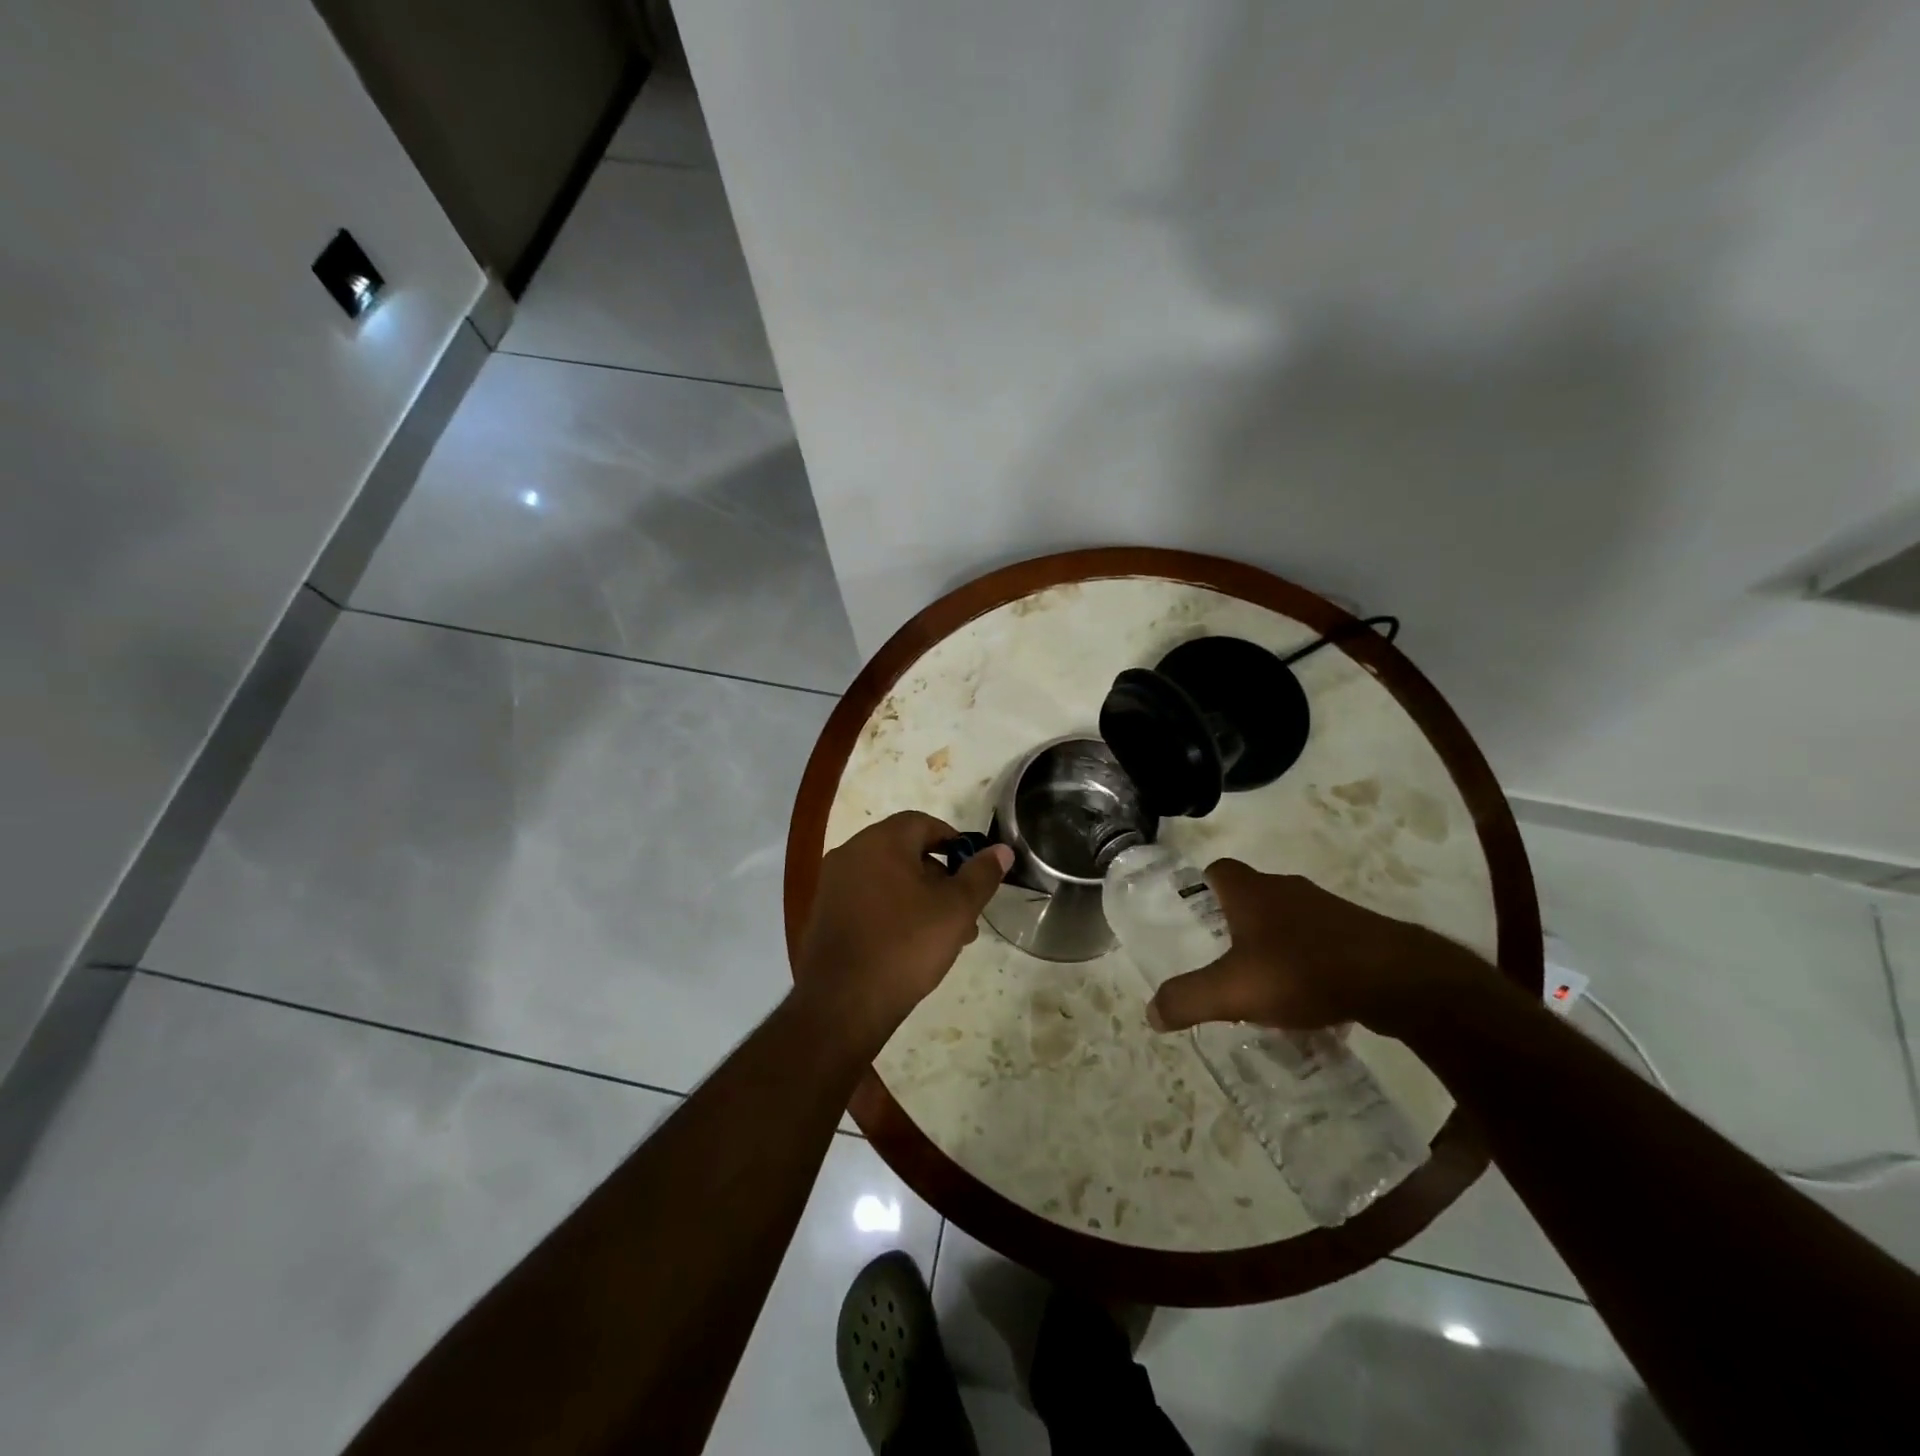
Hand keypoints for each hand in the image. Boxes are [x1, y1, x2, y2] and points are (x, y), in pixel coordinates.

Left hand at [794, 811, 1012, 1055]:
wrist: (842, 1003)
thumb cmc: (905, 945)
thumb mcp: (956, 910)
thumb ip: (980, 875)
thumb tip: (1001, 850)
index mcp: (880, 842)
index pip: (922, 823)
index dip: (953, 841)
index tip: (973, 869)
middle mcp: (851, 853)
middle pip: (904, 851)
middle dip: (939, 877)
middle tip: (965, 911)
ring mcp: (833, 885)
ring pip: (887, 879)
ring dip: (919, 897)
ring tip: (945, 936)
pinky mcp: (824, 915)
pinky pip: (867, 900)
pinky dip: (892, 911)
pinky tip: (910, 946)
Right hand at [1146, 858, 1484, 1037]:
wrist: (1397, 979)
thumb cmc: (1302, 971)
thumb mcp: (1233, 991)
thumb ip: (1187, 999)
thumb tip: (1151, 1013)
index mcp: (1251, 892)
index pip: (1217, 870)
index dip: (1201, 887)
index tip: (1193, 914)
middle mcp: (1287, 889)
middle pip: (1251, 895)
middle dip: (1235, 922)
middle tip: (1222, 957)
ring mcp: (1327, 909)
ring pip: (1288, 920)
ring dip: (1273, 944)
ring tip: (1264, 985)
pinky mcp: (1358, 934)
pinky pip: (1320, 943)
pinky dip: (1308, 962)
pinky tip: (1309, 999)